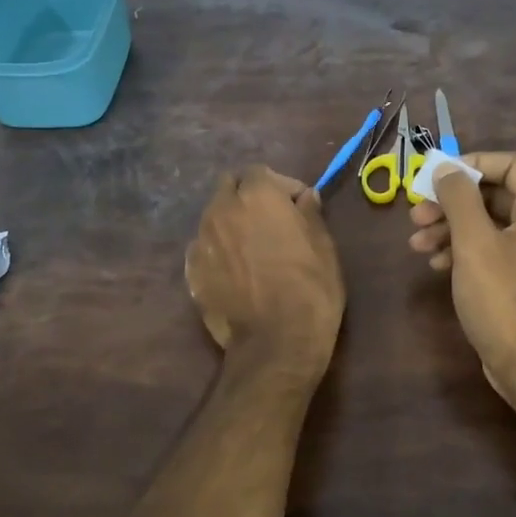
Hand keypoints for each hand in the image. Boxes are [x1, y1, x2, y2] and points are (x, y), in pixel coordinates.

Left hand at [185, 165, 344, 374]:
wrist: (275, 344)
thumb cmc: (310, 290)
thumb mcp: (324, 248)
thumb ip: (310, 214)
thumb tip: (305, 197)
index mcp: (257, 196)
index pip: (261, 172)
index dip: (282, 186)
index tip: (299, 208)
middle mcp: (222, 210)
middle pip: (229, 188)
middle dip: (248, 197)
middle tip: (271, 222)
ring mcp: (201, 241)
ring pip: (214, 217)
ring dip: (232, 223)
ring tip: (252, 249)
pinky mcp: (191, 271)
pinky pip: (204, 248)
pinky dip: (218, 251)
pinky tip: (235, 273)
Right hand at [408, 152, 515, 398]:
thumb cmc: (503, 298)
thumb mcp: (474, 243)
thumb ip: (459, 198)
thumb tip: (445, 168)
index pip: (510, 163)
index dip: (470, 164)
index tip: (435, 177)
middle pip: (493, 194)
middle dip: (451, 202)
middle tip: (416, 214)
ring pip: (486, 223)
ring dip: (449, 227)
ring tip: (416, 243)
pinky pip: (489, 249)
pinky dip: (461, 250)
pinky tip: (435, 264)